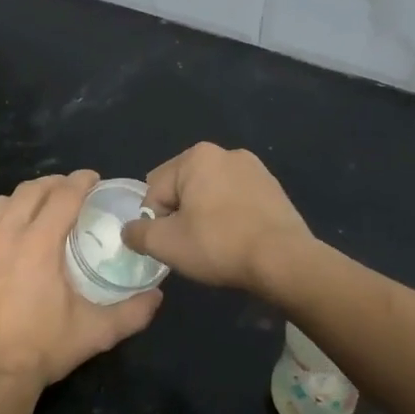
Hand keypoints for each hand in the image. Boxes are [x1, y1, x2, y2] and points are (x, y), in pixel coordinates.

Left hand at [0, 171, 162, 395]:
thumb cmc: (42, 349)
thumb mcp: (95, 332)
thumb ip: (132, 312)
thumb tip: (157, 296)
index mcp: (39, 243)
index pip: (64, 195)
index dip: (81, 182)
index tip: (93, 179)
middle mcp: (5, 234)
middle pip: (30, 190)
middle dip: (54, 184)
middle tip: (69, 192)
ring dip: (21, 199)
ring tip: (35, 210)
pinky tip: (0, 237)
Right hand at [121, 143, 313, 294]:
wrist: (284, 260)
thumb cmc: (218, 245)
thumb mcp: (165, 244)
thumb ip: (137, 233)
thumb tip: (130, 231)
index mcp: (196, 156)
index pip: (155, 190)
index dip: (155, 221)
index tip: (171, 244)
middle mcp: (225, 153)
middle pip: (183, 187)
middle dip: (180, 214)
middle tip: (192, 245)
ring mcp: (254, 168)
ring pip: (210, 194)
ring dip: (205, 215)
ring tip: (216, 245)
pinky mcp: (273, 188)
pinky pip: (236, 201)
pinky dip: (230, 217)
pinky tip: (237, 240)